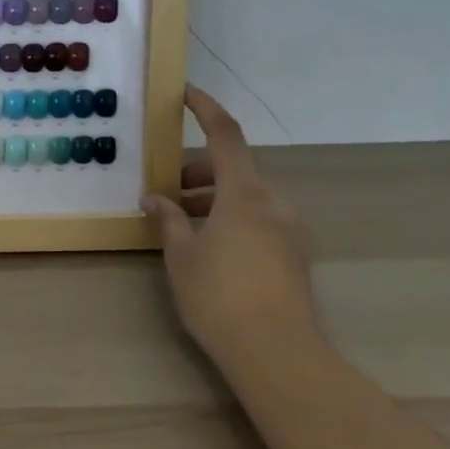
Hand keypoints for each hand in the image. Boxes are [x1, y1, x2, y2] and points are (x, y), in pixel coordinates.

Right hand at [142, 86, 318, 364]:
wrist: (278, 355)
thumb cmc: (220, 296)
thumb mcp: (181, 255)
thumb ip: (168, 219)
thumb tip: (154, 198)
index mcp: (245, 195)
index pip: (226, 136)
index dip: (206, 110)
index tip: (186, 93)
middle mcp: (274, 205)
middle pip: (234, 171)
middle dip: (197, 173)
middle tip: (164, 193)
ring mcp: (289, 233)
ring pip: (245, 198)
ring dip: (212, 200)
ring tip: (179, 225)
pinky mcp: (294, 258)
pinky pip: (257, 221)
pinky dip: (230, 220)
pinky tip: (207, 248)